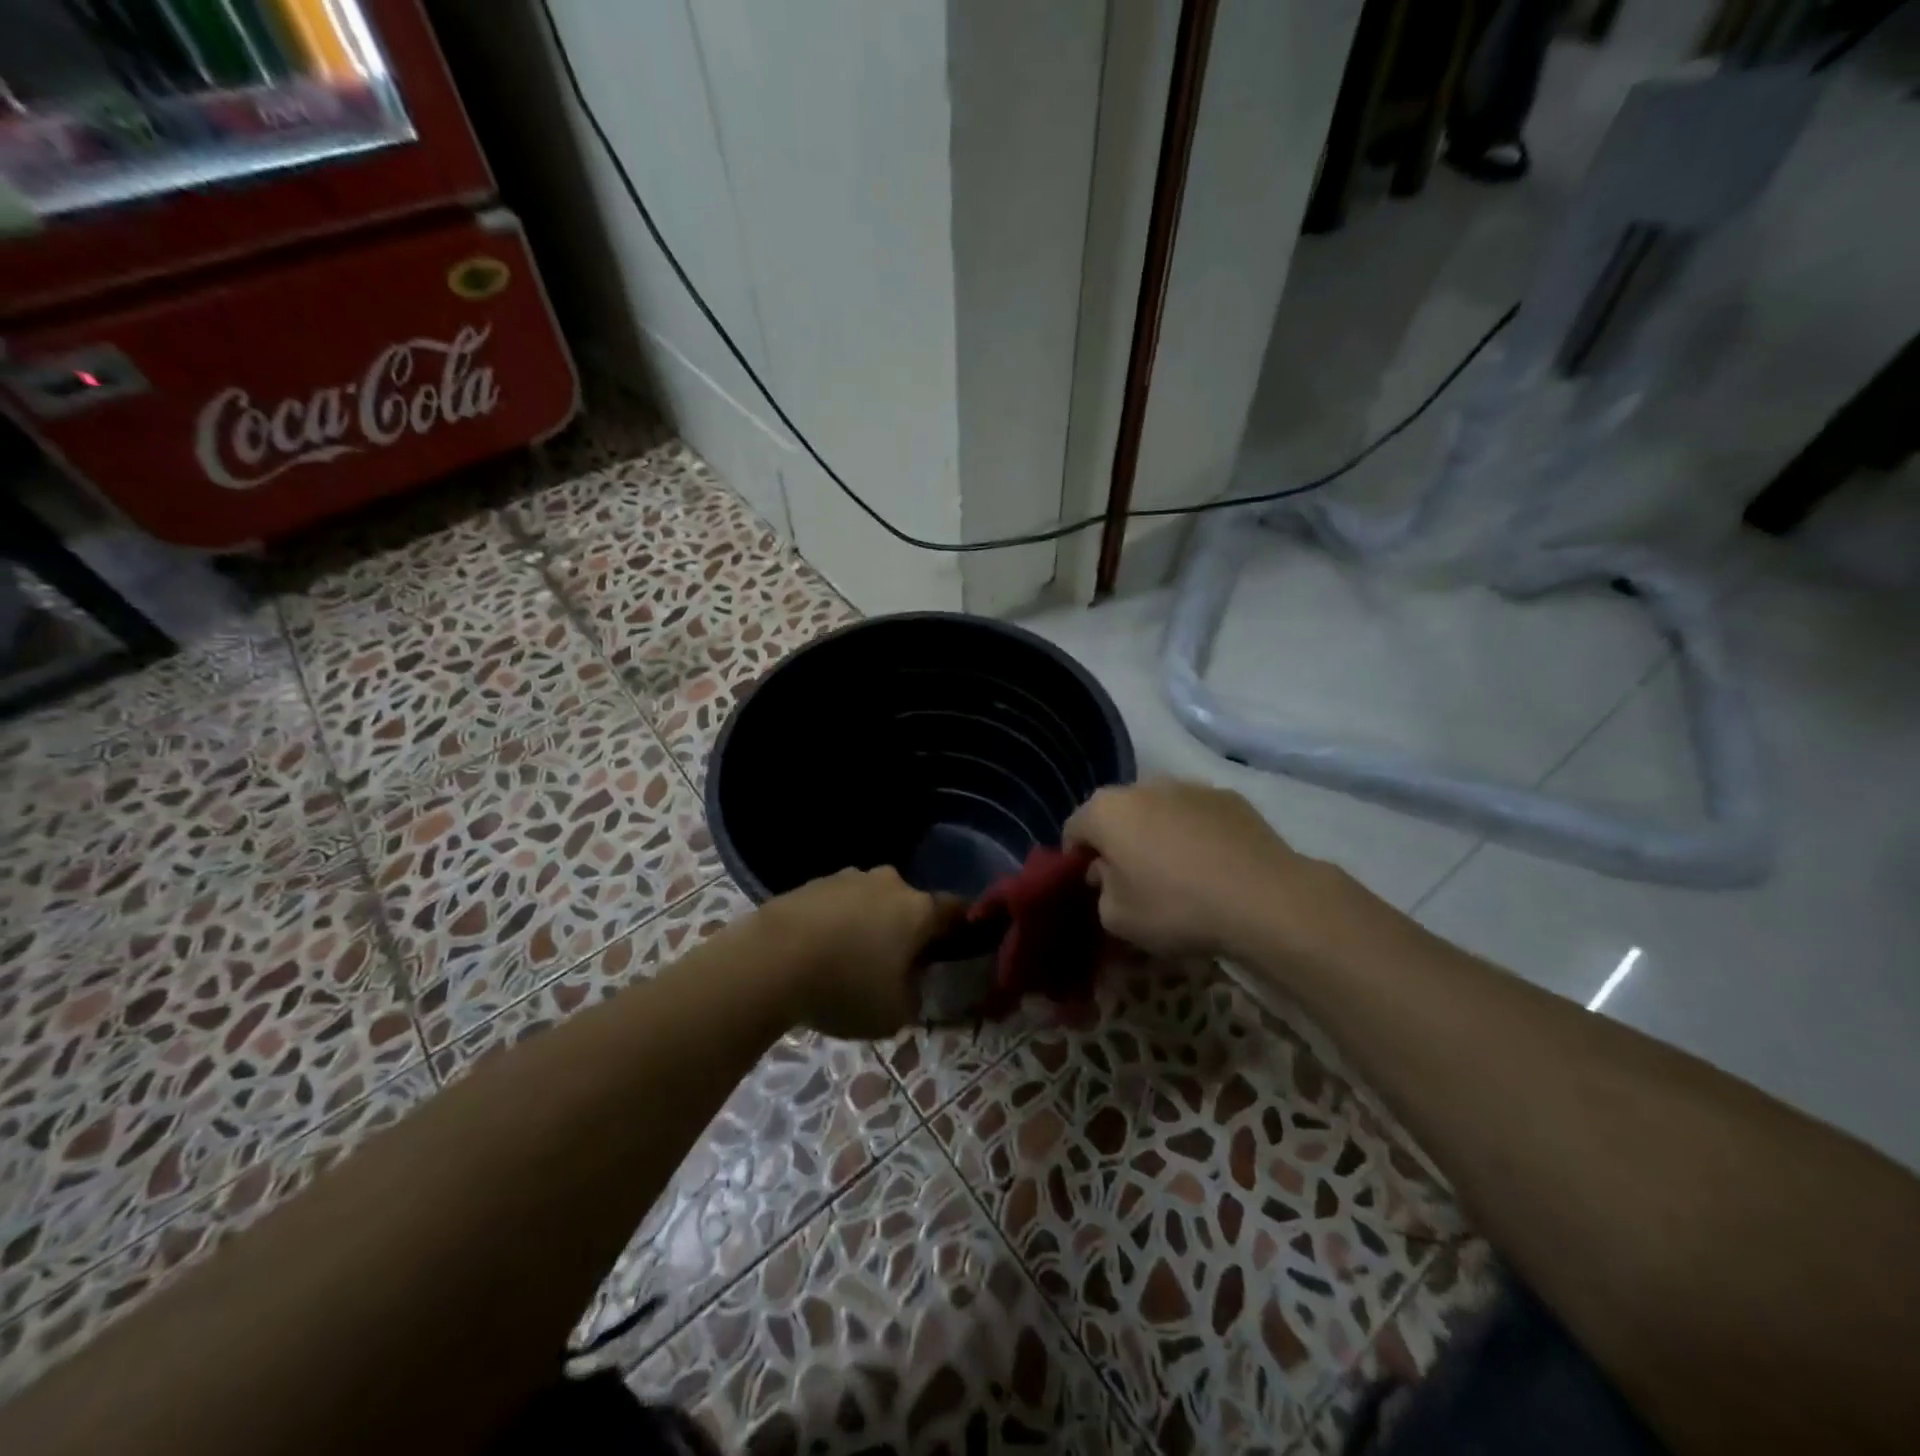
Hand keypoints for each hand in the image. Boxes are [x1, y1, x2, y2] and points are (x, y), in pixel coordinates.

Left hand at [757, 866, 959, 1039]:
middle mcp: (890, 883)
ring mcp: (849, 877)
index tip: (961, 948)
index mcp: (918, 910)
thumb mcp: (894, 1015)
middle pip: (911, 904)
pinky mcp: (814, 882)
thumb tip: (915, 987)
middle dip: (910, 929)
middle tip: (898, 963)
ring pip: (874, 900)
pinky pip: (840, 902)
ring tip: (852, 958)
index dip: (963, 929)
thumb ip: (916, 999)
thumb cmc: (844, 987)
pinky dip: (839, 921)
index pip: (957, 910)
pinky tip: (822, 949)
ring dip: (871, 923)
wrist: (770, 960)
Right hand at [1065, 780, 1315, 958]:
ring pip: (1158, 810)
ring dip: (1157, 834)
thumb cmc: (1177, 907)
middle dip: (1118, 842)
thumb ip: (1101, 893)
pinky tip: (1212, 866)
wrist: (1264, 899)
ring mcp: (1189, 786)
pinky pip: (1196, 815)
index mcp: (1106, 811)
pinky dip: (1195, 833)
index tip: (1092, 886)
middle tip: (1132, 880)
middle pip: (1117, 814)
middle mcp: (1143, 786)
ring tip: (1177, 873)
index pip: (1074, 829)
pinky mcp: (1228, 797)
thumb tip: (1108, 875)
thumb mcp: (1118, 919)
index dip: (1077, 859)